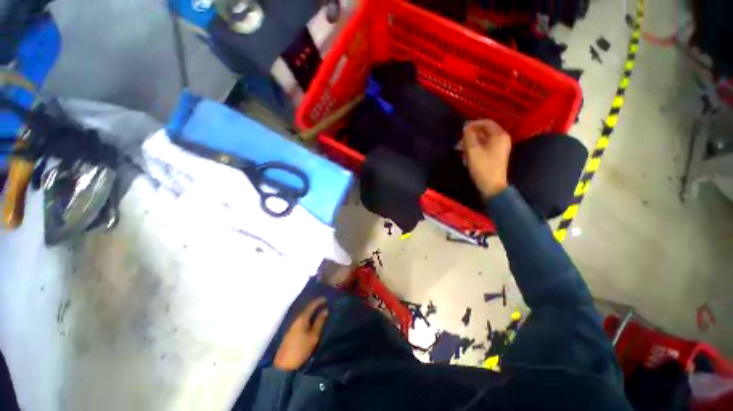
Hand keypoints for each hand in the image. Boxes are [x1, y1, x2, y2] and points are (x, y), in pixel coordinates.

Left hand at [274, 297, 328, 370]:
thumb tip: (325, 310)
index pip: (311, 304)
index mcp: (302, 318)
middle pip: (307, 308)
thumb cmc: (300, 349)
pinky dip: (308, 316)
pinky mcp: (291, 331)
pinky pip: (301, 319)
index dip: (319, 300)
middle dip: (316, 305)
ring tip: (320, 310)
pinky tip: (312, 319)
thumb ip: (319, 322)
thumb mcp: (313, 336)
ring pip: (304, 313)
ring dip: (312, 311)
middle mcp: (296, 318)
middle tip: (325, 304)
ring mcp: (292, 325)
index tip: (327, 298)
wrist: (284, 365)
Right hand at [462, 120, 511, 198]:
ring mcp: (499, 148)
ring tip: (460, 150)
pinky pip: (484, 148)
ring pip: (483, 141)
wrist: (492, 186)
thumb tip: (466, 127)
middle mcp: (502, 139)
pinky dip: (475, 149)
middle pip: (484, 132)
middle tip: (459, 142)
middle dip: (470, 136)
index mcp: (499, 135)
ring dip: (470, 143)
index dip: (473, 124)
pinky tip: (466, 157)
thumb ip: (469, 136)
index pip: (486, 123)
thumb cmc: (482, 167)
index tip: (461, 130)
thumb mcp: (473, 150)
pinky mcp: (495, 156)